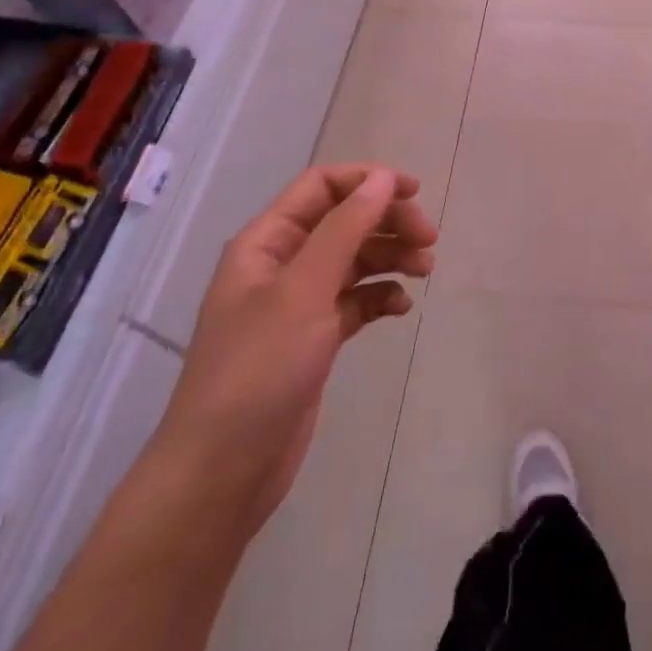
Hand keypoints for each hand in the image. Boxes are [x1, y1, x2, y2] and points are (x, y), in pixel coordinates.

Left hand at [150, 164, 436, 536]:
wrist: (222, 472)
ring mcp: (297, 304)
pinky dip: (380, 296)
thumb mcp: (305, 289)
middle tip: (429, 240)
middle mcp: (281, 265)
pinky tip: (400, 308)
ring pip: (354, 259)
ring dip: (391, 256)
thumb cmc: (259, 369)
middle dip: (387, 221)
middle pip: (344, 220)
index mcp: (266, 242)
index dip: (367, 181)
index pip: (321, 186)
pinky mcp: (313, 339)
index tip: (414, 192)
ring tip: (425, 270)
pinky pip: (355, 300)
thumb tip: (383, 178)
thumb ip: (346, 228)